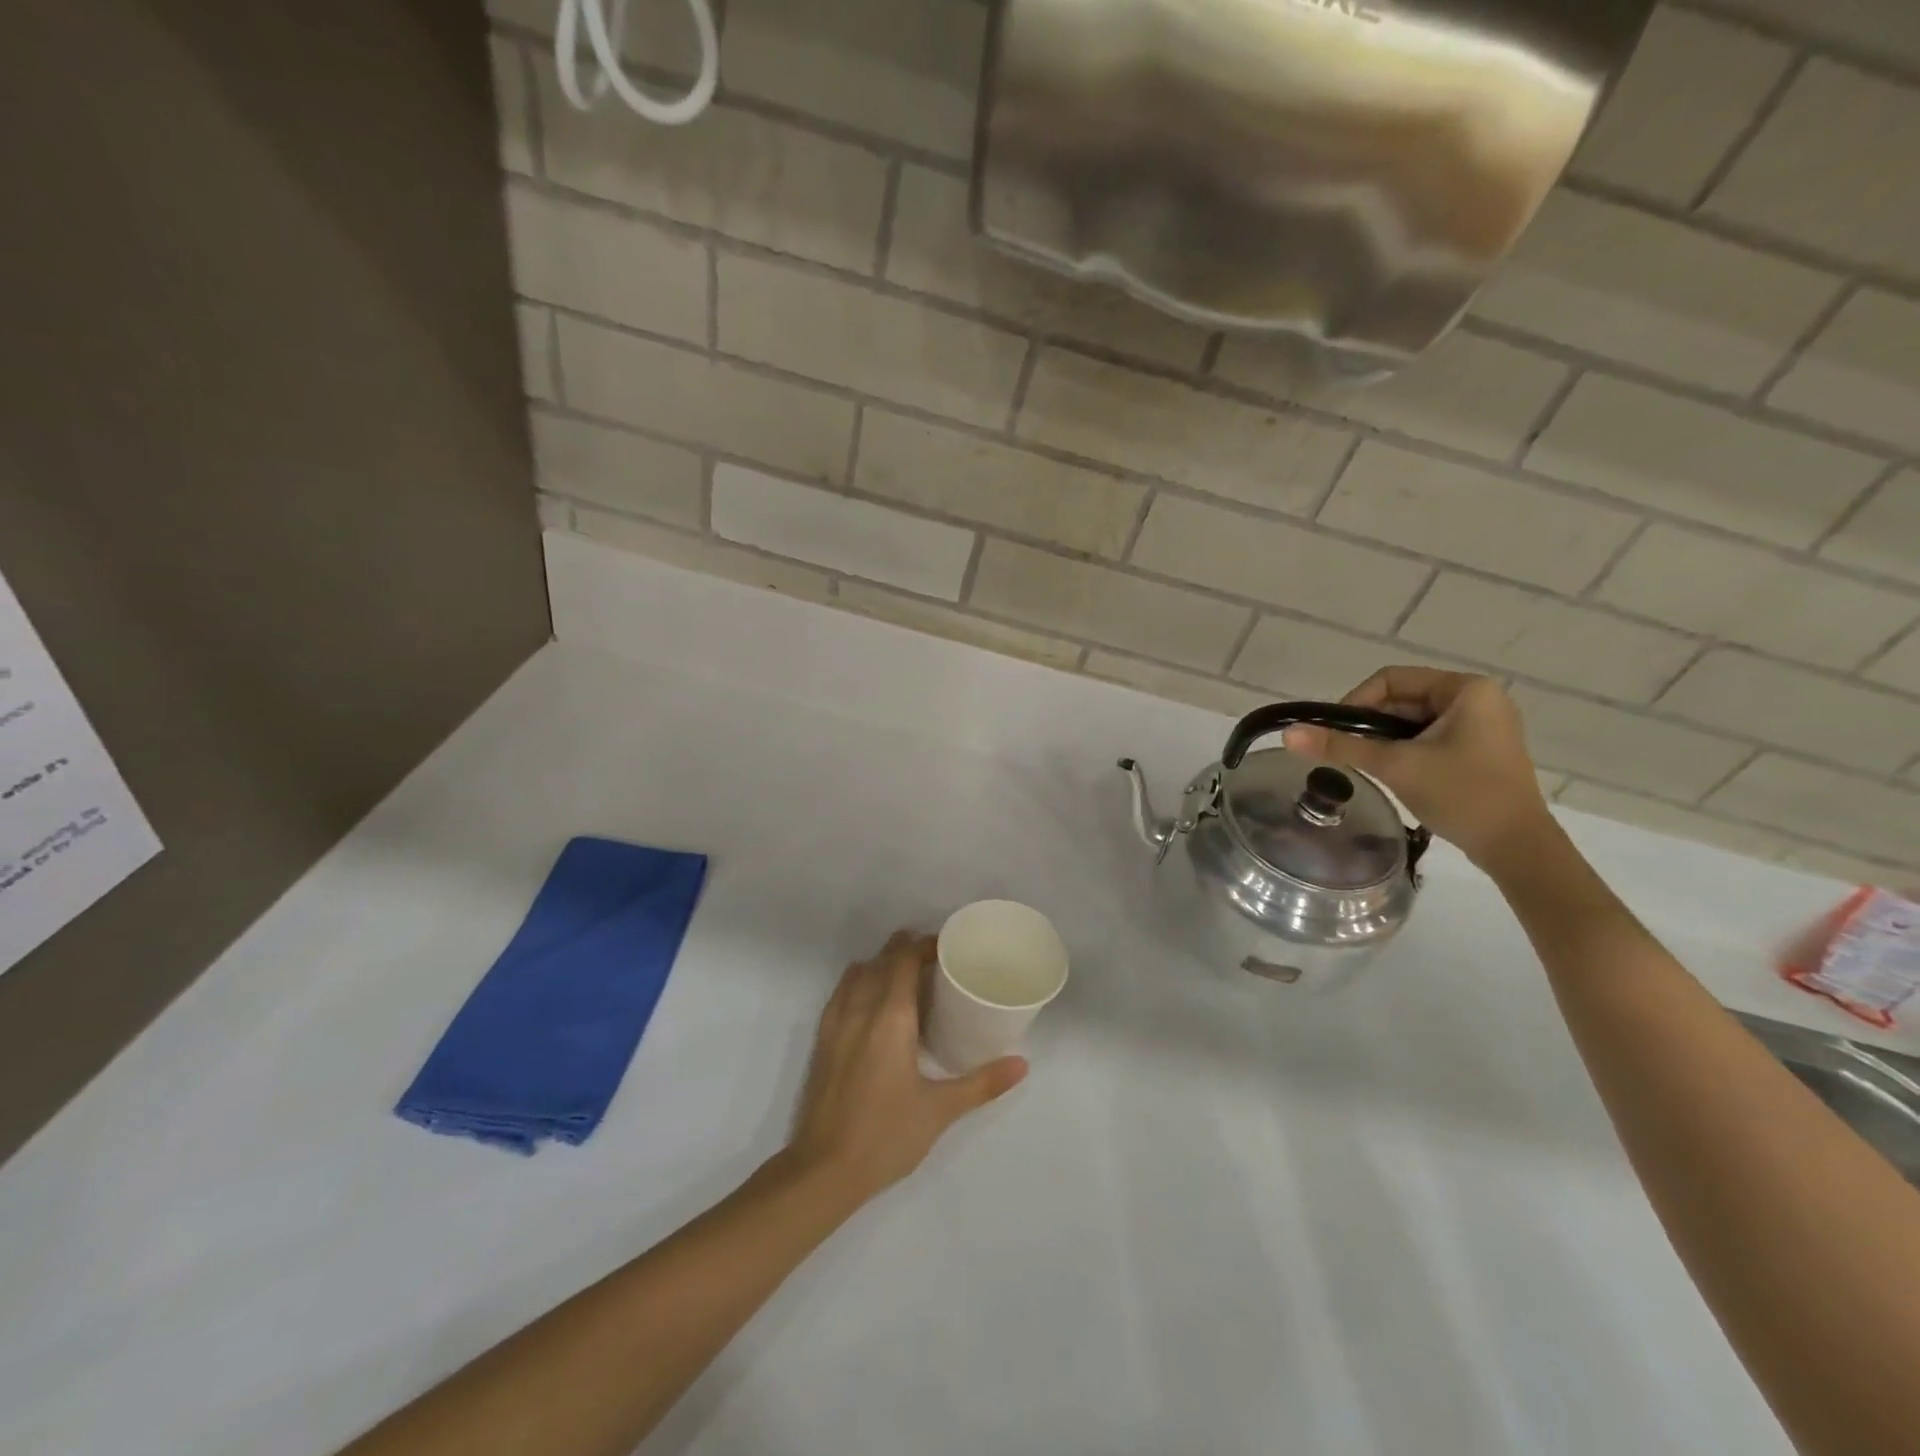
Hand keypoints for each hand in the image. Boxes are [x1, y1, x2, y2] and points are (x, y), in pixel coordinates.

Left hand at [783, 931, 1026, 1208]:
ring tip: (905, 977)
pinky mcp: (821, 1042)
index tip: (947, 946)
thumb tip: (1022, 1064)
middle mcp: (860, 1010)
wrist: (824, 1171)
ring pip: (857, 974)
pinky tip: (873, 1005)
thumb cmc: (886, 1135)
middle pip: (880, 961)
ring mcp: (835, 1024)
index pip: (903, 960)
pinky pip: (841, 994)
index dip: (923, 945)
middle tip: (934, 960)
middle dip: (904, 951)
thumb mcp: (940, 1110)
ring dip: (879, 965)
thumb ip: (982, 1083)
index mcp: (890, 1017)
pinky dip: (859, 983)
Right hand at [1282, 667, 1555, 871]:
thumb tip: (1288, 733)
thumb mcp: (1395, 766)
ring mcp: (1484, 724)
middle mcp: (1478, 698)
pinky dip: (1406, 750)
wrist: (1518, 848)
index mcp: (1465, 689)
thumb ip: (1341, 746)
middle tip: (1350, 754)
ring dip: (1387, 740)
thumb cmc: (1461, 795)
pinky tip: (1397, 774)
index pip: (1391, 679)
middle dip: (1371, 725)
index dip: (1355, 702)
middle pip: (1402, 699)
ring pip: (1414, 721)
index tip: (1335, 734)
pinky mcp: (1482, 748)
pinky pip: (1431, 737)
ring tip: (1371, 767)